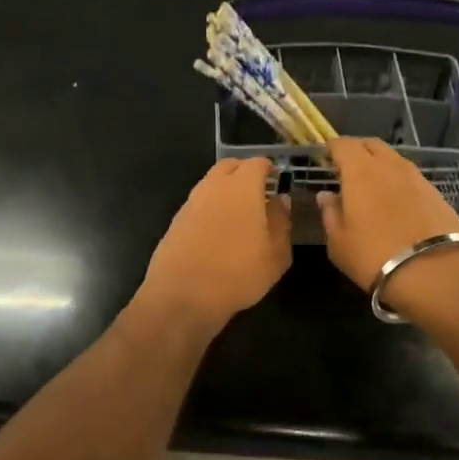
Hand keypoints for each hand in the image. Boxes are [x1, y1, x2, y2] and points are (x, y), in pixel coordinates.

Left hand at [138, 159, 291, 335]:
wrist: (182, 296)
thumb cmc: (238, 274)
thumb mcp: (275, 254)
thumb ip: (281, 222)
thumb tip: (280, 201)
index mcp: (242, 187)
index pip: (257, 163)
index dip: (269, 169)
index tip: (277, 180)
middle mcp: (213, 187)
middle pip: (230, 166)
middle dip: (245, 172)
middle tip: (260, 191)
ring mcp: (191, 202)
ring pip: (211, 183)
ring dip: (226, 189)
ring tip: (241, 213)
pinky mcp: (176, 221)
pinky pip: (199, 203)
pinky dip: (211, 207)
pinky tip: (219, 230)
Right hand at [318, 139, 458, 318]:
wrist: (433, 272)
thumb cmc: (374, 256)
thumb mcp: (339, 242)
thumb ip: (330, 213)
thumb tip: (326, 196)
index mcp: (360, 171)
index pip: (343, 145)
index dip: (332, 148)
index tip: (325, 156)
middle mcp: (389, 165)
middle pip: (371, 144)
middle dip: (357, 150)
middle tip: (347, 167)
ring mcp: (416, 177)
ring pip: (393, 159)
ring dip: (380, 165)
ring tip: (372, 185)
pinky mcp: (435, 192)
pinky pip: (410, 177)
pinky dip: (398, 181)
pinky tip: (396, 201)